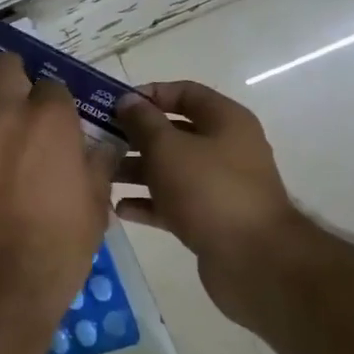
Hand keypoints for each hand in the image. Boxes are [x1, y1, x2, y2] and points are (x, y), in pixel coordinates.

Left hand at [0, 52, 120, 321]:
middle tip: (20, 109)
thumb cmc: (55, 248)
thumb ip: (97, 166)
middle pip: (3, 68)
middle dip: (12, 79)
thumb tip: (104, 146)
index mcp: (47, 120)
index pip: (53, 86)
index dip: (56, 104)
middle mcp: (1, 115)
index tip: (58, 126)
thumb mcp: (94, 209)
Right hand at [114, 81, 304, 293]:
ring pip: (171, 169)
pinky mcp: (211, 218)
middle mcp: (226, 148)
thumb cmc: (209, 190)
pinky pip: (174, 202)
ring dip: (137, 170)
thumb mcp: (168, 147)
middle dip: (136, 136)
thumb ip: (143, 121)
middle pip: (174, 132)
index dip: (150, 94)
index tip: (114, 105)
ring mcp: (219, 186)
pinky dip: (149, 203)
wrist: (253, 260)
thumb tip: (128, 101)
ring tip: (102, 176)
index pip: (185, 93)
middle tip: (99, 141)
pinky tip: (119, 209)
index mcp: (225, 120)